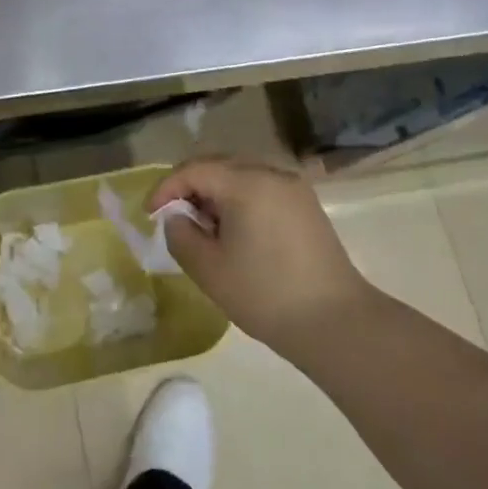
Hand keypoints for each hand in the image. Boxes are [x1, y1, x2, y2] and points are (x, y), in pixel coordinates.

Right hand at [150, 159, 375, 367]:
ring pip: (240, 175)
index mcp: (246, 183)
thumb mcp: (208, 269)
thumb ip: (181, 235)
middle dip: (190, 187)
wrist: (337, 323)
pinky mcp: (306, 205)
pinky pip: (261, 188)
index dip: (166, 188)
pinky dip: (239, 200)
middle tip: (174, 218)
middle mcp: (271, 173)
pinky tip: (235, 231)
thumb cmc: (266, 295)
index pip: (193, 170)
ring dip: (215, 193)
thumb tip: (178, 217)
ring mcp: (293, 187)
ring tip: (204, 228)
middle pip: (218, 165)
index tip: (150, 214)